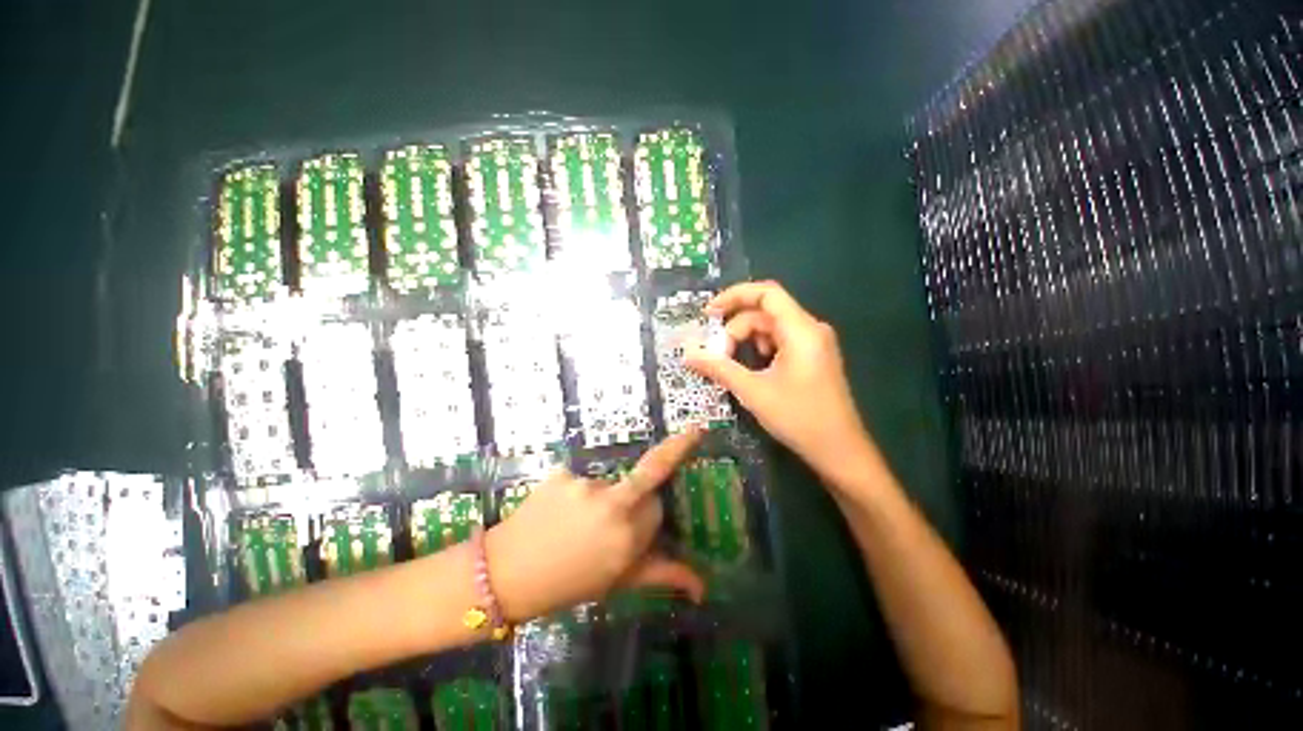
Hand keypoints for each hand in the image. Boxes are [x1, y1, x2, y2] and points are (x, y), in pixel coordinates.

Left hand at [485, 429, 705, 621]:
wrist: (509, 572)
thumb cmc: (569, 585)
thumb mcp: (620, 582)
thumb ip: (665, 575)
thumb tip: (704, 590)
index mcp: (630, 536)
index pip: (659, 510)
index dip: (648, 523)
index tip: (634, 535)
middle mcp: (613, 505)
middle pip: (642, 488)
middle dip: (633, 506)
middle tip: (602, 536)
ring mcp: (584, 486)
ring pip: (608, 486)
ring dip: (600, 502)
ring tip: (570, 530)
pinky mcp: (560, 475)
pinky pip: (579, 482)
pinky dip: (573, 496)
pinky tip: (554, 518)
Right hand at [684, 281, 871, 482]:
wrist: (839, 449)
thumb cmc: (799, 418)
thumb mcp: (754, 392)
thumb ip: (720, 368)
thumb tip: (687, 354)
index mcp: (801, 329)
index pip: (766, 293)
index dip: (734, 296)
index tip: (708, 314)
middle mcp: (812, 328)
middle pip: (768, 312)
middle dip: (738, 328)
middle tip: (717, 356)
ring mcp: (818, 343)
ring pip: (775, 328)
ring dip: (750, 340)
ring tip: (733, 367)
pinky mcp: (818, 358)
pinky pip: (786, 341)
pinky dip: (765, 350)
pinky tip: (755, 373)